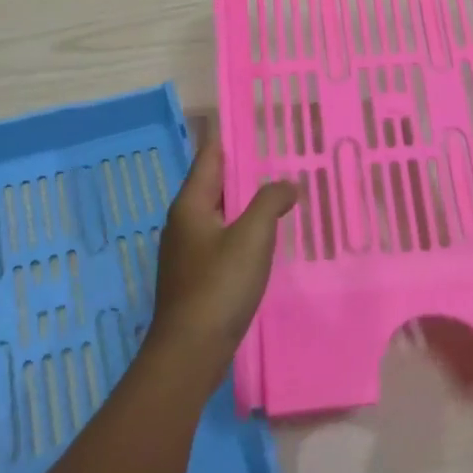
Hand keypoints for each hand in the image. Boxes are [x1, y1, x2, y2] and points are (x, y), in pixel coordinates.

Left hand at [148, 135, 297, 378]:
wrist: (189, 352)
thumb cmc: (218, 286)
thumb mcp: (251, 237)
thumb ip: (270, 202)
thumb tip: (287, 184)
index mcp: (191, 204)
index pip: (210, 155)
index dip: (231, 136)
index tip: (256, 121)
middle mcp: (184, 221)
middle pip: (215, 183)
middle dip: (245, 169)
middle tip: (281, 155)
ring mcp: (188, 250)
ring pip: (221, 212)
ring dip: (247, 201)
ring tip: (280, 192)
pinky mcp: (197, 275)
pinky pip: (223, 238)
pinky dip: (244, 229)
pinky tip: (267, 237)